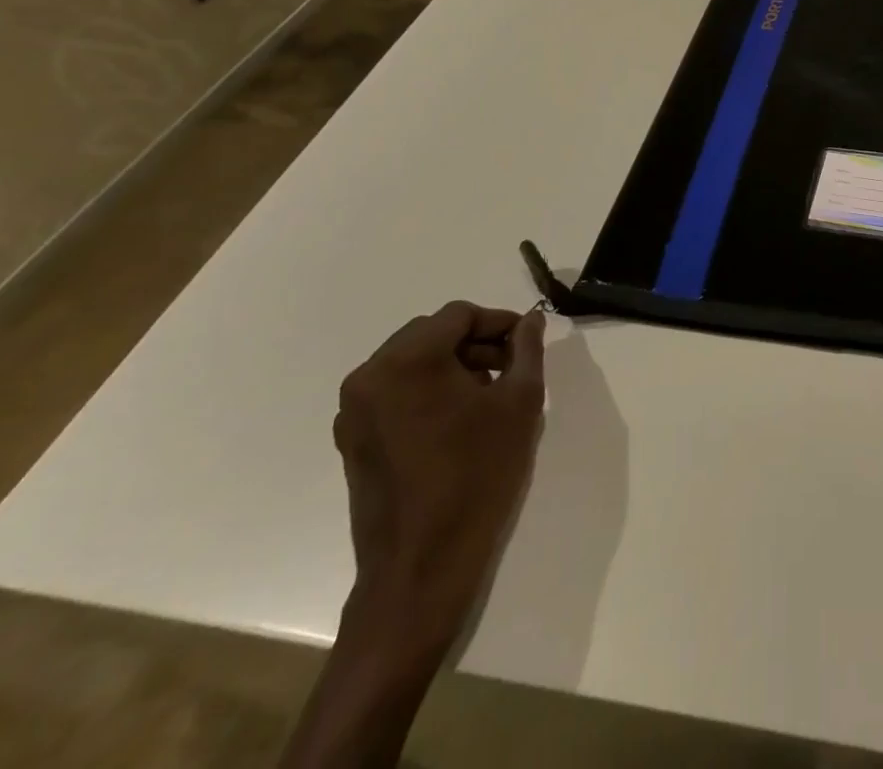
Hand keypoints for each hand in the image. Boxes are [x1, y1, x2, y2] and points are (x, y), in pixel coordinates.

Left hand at [332, 301, 546, 657]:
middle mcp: (370, 376)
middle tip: (511, 368)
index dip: (498, 323)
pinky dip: (429, 391)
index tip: (526, 344)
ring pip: (413, 362)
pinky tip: (459, 421)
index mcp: (406, 361)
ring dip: (453, 366)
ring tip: (489, 396)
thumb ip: (527, 349)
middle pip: (432, 334)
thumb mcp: (520, 403)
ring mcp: (354, 411)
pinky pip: (396, 392)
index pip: (459, 315)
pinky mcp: (353, 440)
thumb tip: (529, 320)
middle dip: (475, 343)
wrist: (422, 568)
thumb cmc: (477, 476)